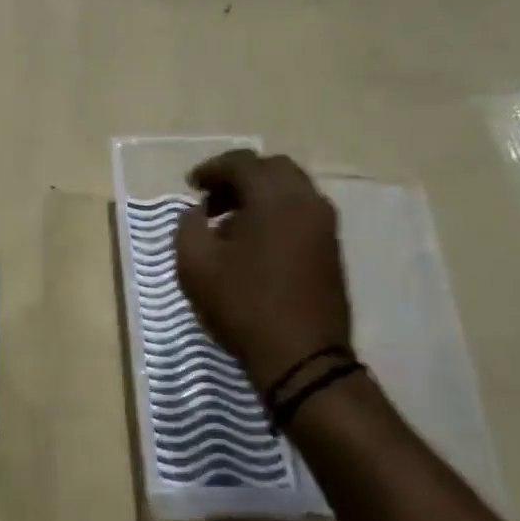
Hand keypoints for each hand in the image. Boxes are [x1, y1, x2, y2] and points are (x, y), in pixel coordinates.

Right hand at [173, 150, 351, 391]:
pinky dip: (274, 213)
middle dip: (238, 177)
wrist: (302, 358)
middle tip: (210, 200)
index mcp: (275, 198)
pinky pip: (300, 212)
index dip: (211, 169)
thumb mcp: (195, 265)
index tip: (190, 185)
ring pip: (290, 190)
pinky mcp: (331, 249)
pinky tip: (252, 242)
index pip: (243, 163)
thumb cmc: (244, 306)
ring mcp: (325, 225)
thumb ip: (188, 227)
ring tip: (227, 223)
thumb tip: (197, 213)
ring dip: (258, 196)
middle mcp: (307, 202)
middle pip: (272, 169)